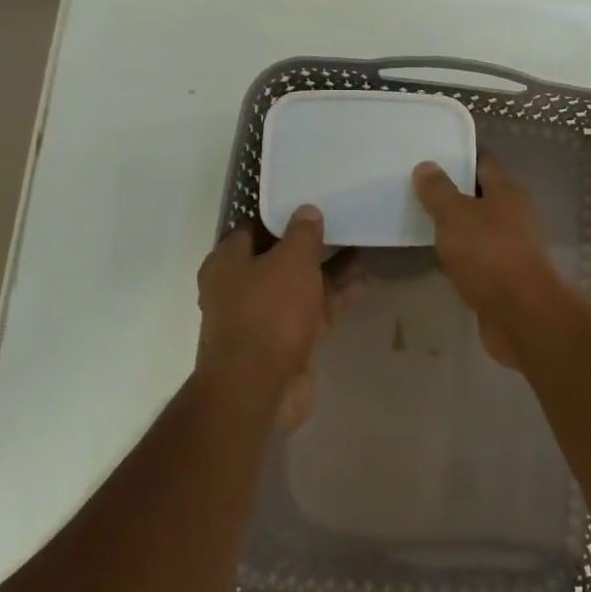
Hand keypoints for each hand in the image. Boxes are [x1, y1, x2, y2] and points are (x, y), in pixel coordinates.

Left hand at [196, 206, 350, 429]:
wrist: (259, 388)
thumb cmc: (268, 311)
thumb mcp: (291, 260)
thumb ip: (303, 233)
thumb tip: (307, 211)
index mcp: (227, 263)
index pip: (253, 228)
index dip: (282, 216)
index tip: (310, 204)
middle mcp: (240, 289)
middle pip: (279, 258)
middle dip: (311, 245)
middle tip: (342, 223)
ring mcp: (263, 318)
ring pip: (300, 286)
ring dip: (329, 270)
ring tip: (362, 246)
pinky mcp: (286, 342)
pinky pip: (313, 310)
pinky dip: (334, 296)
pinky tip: (363, 280)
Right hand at [412, 155, 566, 367]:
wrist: (522, 315)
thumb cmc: (489, 254)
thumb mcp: (455, 215)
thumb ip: (438, 191)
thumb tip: (426, 166)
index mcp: (508, 192)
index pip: (483, 163)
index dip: (459, 158)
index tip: (431, 158)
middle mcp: (515, 215)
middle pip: (481, 197)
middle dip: (453, 196)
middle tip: (417, 193)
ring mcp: (513, 249)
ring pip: (478, 231)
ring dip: (456, 230)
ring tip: (420, 225)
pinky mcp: (506, 279)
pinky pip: (478, 261)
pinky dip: (460, 260)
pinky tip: (438, 263)